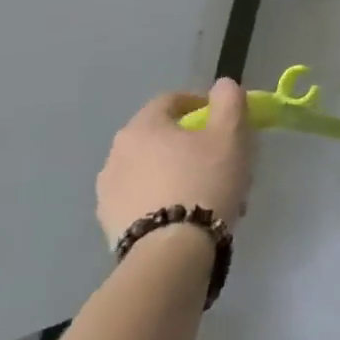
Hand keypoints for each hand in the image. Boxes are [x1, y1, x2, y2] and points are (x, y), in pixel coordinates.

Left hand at [96, 79, 255, 247]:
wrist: (171, 253)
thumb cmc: (205, 181)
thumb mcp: (231, 133)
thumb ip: (229, 100)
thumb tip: (222, 85)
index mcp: (142, 127)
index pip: (172, 101)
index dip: (201, 105)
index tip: (225, 121)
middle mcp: (116, 154)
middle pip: (161, 137)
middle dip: (191, 143)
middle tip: (220, 159)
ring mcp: (108, 192)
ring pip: (152, 170)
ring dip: (176, 172)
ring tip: (206, 192)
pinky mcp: (109, 226)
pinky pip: (143, 199)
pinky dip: (163, 199)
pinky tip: (188, 216)